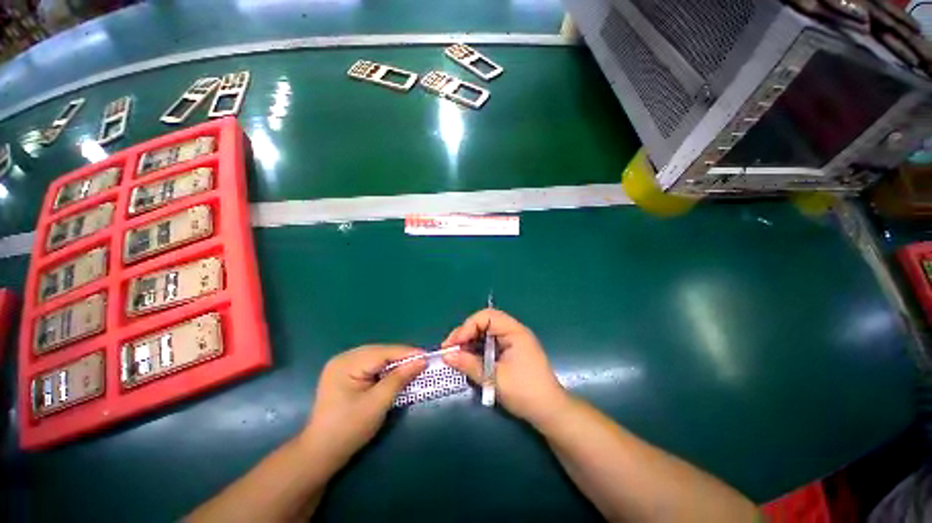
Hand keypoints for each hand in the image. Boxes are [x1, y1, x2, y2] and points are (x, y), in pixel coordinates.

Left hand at [300, 345, 425, 467]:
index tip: (427, 356)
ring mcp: (342, 365)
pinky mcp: (345, 373)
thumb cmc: (348, 429)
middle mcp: (343, 358)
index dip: (406, 353)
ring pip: (376, 357)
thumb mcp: (377, 403)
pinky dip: (385, 368)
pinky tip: (395, 372)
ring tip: (413, 365)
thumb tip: (421, 361)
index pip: (383, 353)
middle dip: (401, 357)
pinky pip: (370, 364)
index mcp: (346, 363)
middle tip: (422, 361)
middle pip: (379, 352)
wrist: (320, 453)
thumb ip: (399, 379)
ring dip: (394, 362)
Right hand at [442, 309, 569, 425]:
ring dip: (470, 342)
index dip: (468, 326)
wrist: (549, 412)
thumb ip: (470, 364)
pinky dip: (477, 350)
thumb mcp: (494, 378)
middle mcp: (513, 332)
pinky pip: (489, 344)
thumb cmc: (525, 392)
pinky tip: (468, 359)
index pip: (487, 316)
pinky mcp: (509, 352)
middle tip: (450, 349)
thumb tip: (447, 355)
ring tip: (455, 355)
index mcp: (514, 331)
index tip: (455, 344)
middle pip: (484, 322)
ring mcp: (512, 342)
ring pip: (485, 333)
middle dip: (465, 333)